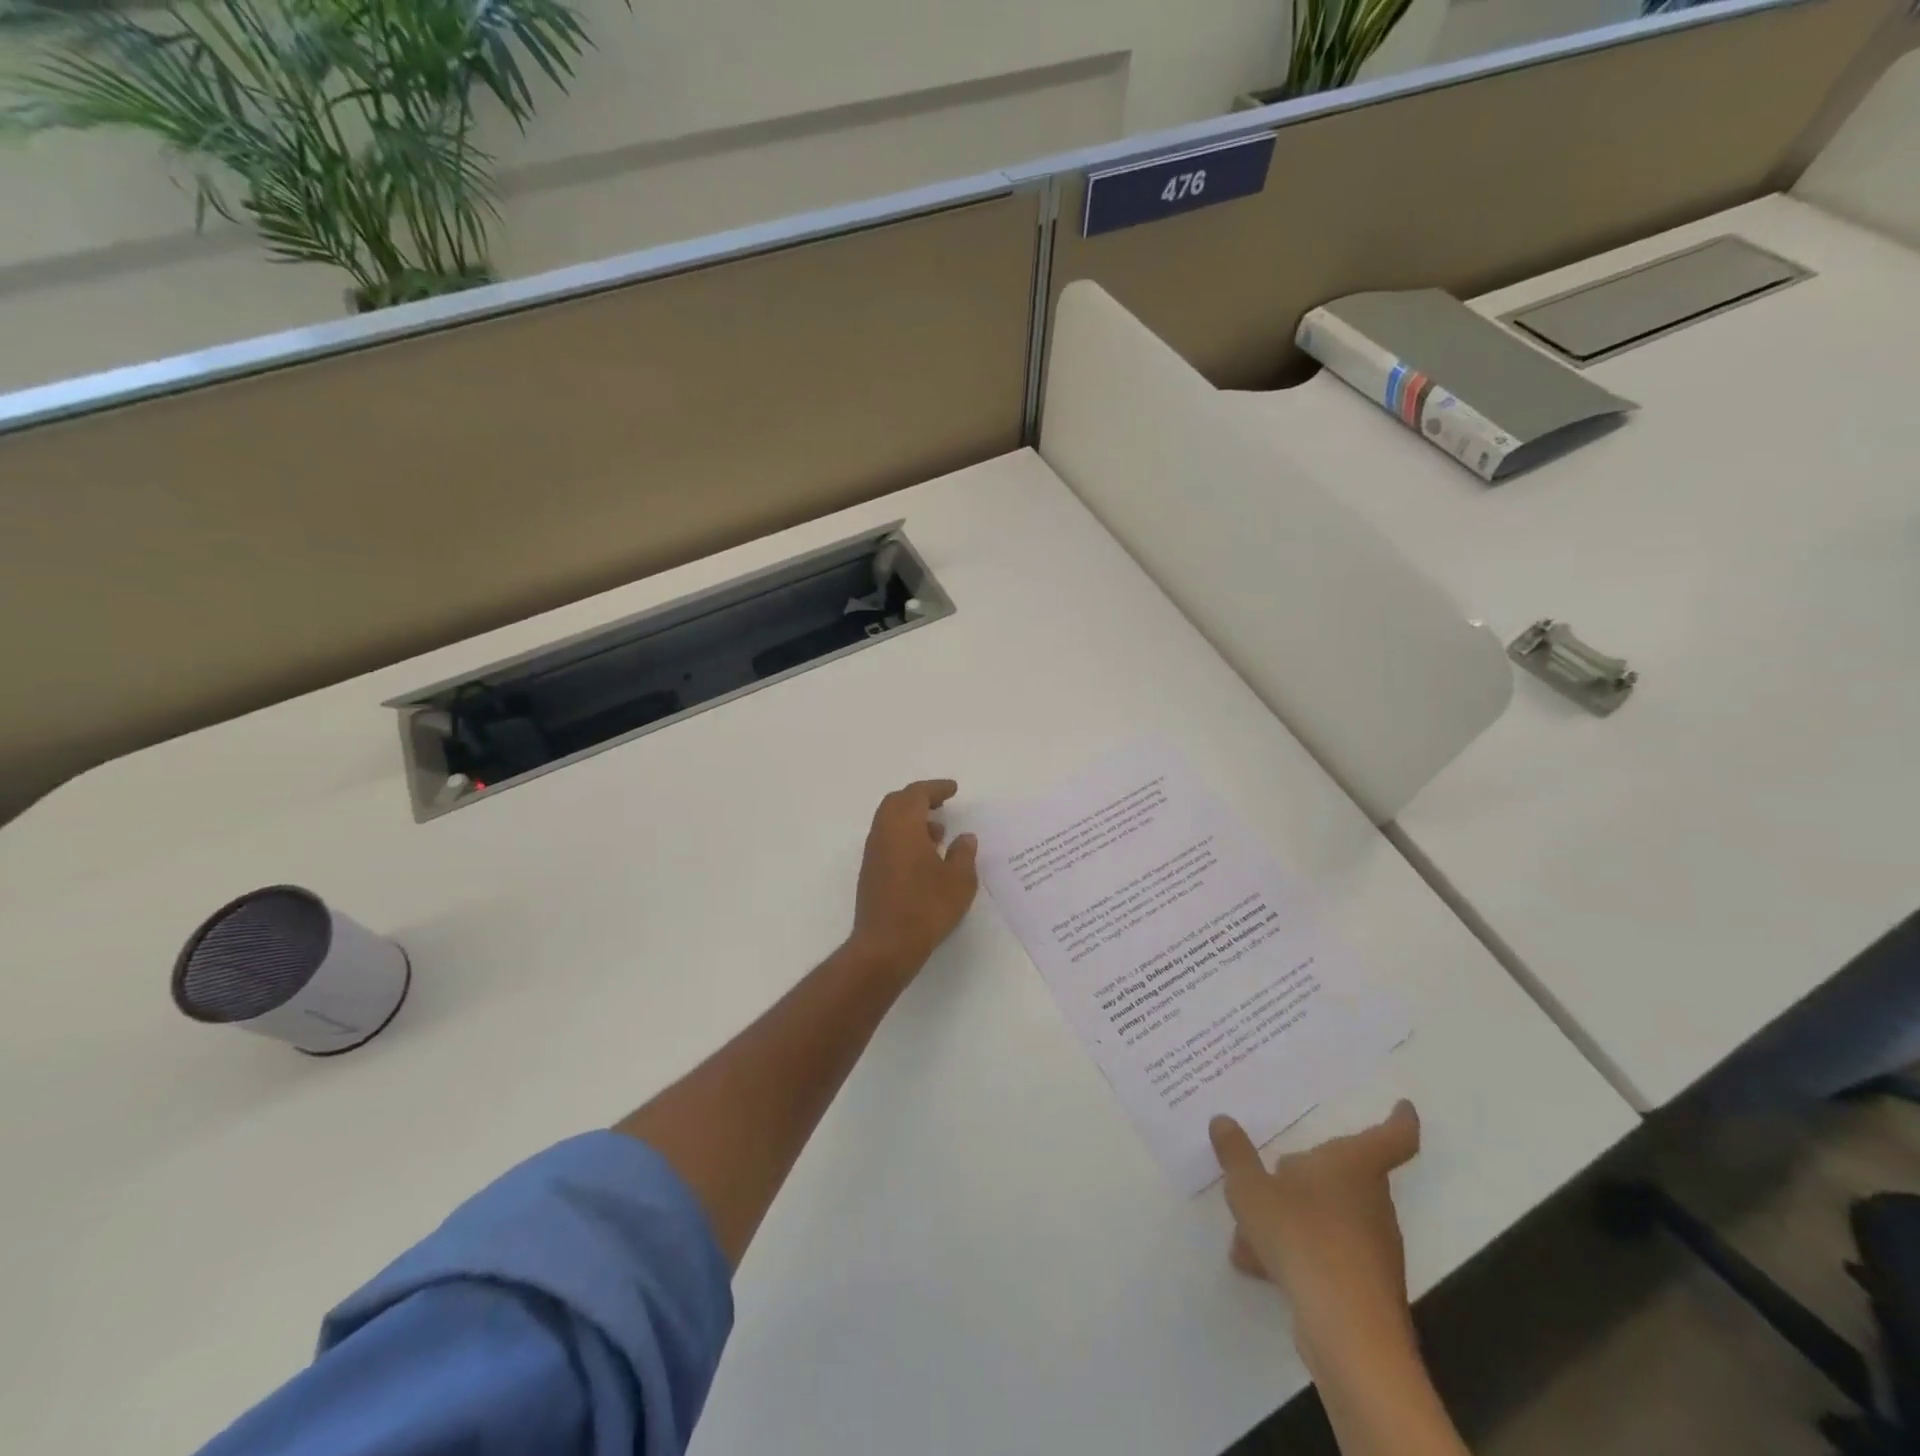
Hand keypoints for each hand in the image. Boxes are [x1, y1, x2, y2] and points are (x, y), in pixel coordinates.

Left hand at [848, 779, 978, 978]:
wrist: (885, 945)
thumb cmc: (926, 907)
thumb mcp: (959, 880)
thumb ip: (963, 854)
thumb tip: (964, 838)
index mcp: (903, 826)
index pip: (916, 794)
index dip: (936, 788)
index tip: (953, 789)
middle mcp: (883, 833)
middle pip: (897, 802)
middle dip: (920, 798)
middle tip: (942, 803)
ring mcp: (873, 854)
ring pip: (890, 822)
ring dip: (912, 819)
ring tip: (939, 833)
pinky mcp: (871, 873)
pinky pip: (887, 840)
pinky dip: (905, 837)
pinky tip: (925, 857)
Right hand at [1210, 1101, 1421, 1366]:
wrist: (1348, 1333)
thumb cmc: (1303, 1239)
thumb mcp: (1251, 1190)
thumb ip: (1235, 1154)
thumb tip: (1222, 1120)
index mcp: (1353, 1166)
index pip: (1391, 1137)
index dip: (1399, 1119)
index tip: (1404, 1106)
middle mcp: (1370, 1201)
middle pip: (1344, 1175)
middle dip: (1307, 1174)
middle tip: (1273, 1169)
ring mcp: (1372, 1246)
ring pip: (1327, 1215)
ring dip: (1290, 1217)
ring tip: (1245, 1229)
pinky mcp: (1364, 1284)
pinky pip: (1324, 1252)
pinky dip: (1294, 1252)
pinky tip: (1256, 1264)